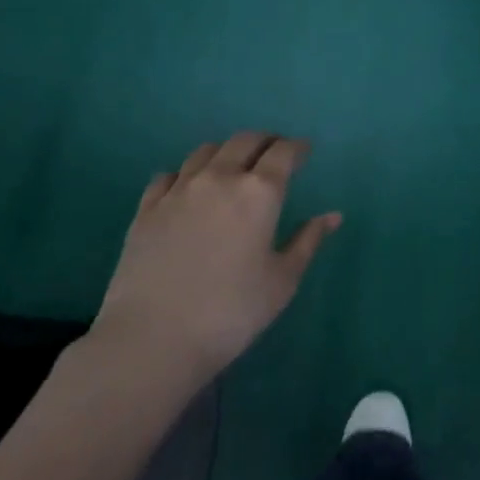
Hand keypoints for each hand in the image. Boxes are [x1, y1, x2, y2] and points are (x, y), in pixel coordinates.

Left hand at [94, 132, 341, 385]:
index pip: (283, 152)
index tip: (304, 151)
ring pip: (206, 150)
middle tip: (274, 152)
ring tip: (234, 165)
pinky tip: (189, 188)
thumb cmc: (231, 313)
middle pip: (244, 141)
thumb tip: (332, 216)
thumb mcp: (282, 281)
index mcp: (259, 192)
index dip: (297, 147)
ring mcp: (178, 190)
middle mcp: (219, 178)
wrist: (153, 339)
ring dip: (227, 151)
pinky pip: (170, 174)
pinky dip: (187, 173)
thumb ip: (308, 241)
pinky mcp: (147, 208)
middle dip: (265, 141)